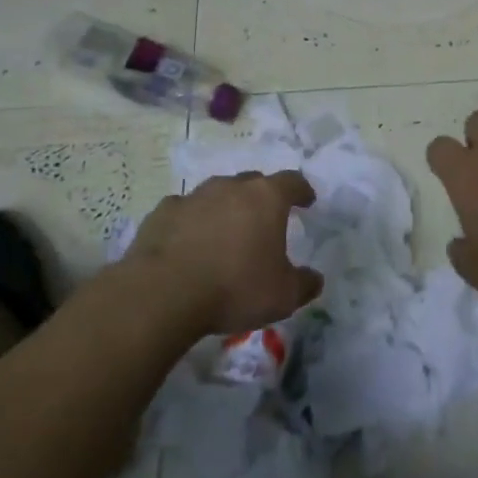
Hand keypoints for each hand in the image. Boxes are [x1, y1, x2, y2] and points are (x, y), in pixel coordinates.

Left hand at [125, 171, 323, 335]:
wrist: (163, 294)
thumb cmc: (234, 288)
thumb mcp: (283, 296)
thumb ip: (304, 284)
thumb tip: (315, 279)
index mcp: (266, 198)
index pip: (292, 182)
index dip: (301, 191)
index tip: (306, 201)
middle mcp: (231, 187)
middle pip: (253, 182)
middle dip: (262, 197)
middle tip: (264, 220)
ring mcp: (194, 196)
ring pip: (217, 193)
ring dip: (225, 207)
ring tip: (225, 232)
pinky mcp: (163, 212)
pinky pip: (184, 210)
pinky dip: (191, 221)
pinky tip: (188, 243)